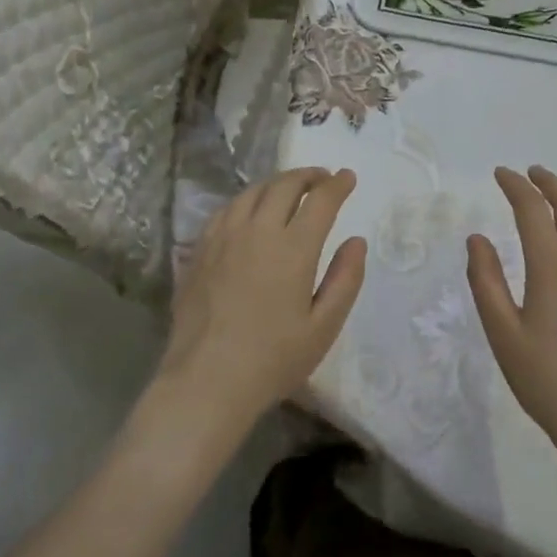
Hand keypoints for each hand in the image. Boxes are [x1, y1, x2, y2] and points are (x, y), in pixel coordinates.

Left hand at [158, 168, 366, 434]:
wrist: (207, 380)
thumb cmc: (273, 359)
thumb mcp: (324, 327)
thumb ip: (345, 279)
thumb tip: (356, 241)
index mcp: (293, 248)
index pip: (320, 200)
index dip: (337, 184)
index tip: (348, 177)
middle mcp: (258, 231)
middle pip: (284, 185)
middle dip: (308, 176)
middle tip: (322, 179)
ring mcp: (224, 237)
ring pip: (252, 192)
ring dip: (276, 183)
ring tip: (289, 189)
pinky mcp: (200, 249)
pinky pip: (226, 209)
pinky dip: (246, 200)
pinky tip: (249, 210)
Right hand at [467, 166, 556, 459]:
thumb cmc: (547, 379)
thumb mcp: (503, 333)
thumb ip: (486, 281)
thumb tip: (476, 238)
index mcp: (553, 267)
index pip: (532, 209)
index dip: (515, 186)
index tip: (501, 173)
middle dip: (549, 182)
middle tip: (531, 172)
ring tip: (556, 190)